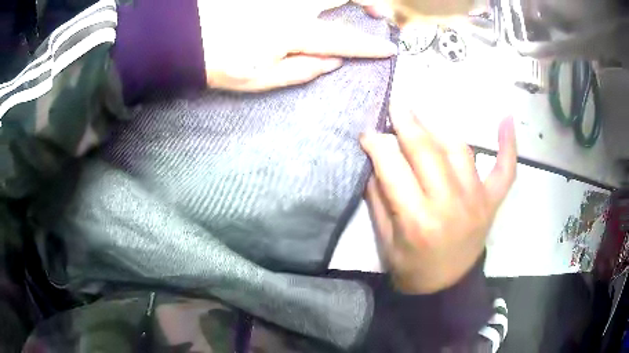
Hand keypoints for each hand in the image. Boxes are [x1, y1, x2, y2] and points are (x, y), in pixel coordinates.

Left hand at [196, 0, 396, 91]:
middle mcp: (292, 5)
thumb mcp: (260, 79)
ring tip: (355, 3)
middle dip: (368, 2)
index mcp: (294, 32)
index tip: (388, 50)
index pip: (343, 40)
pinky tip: (320, 5)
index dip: (368, 47)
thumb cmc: (219, 63)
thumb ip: (301, 70)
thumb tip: (333, 62)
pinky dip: (315, 0)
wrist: (182, 38)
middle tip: (378, 11)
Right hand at [360, 109, 516, 293]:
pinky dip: (508, 144)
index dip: (377, 145)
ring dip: (439, 128)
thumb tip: (375, 163)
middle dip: (406, 123)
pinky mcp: (492, 202)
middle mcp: (449, 205)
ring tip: (423, 116)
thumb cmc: (412, 269)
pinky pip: (505, 169)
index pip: (393, 168)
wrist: (447, 287)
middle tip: (395, 105)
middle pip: (426, 152)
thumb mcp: (385, 241)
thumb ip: (380, 200)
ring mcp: (477, 200)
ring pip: (459, 150)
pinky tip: (507, 119)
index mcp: (417, 220)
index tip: (367, 133)